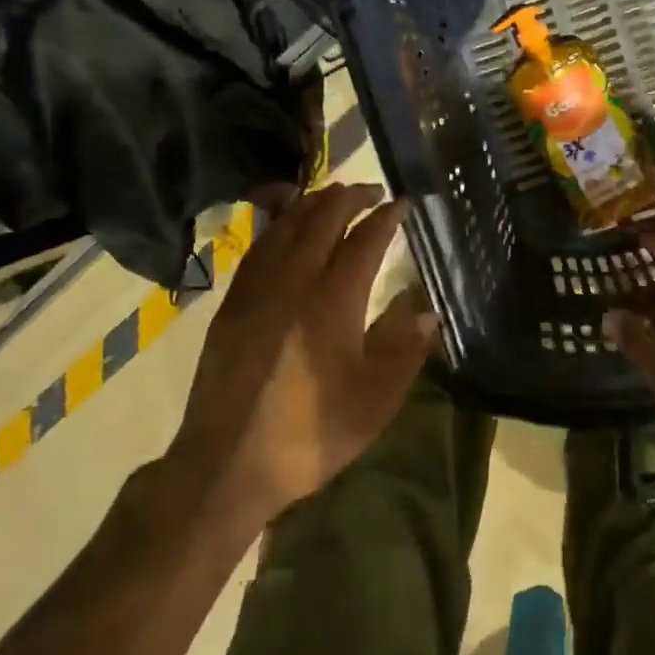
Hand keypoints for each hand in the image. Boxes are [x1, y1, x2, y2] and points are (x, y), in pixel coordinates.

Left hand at [169, 183, 438, 528]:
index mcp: (332, 302)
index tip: (402, 203)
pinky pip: (258, 247)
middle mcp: (292, 283)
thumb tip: (427, 310)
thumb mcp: (374, 400)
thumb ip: (403, 348)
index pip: (363, 241)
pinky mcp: (231, 305)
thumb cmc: (310, 433)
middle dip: (348, 198)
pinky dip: (278, 226)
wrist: (227, 464)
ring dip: (311, 204)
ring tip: (332, 197)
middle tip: (371, 190)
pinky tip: (286, 229)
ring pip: (284, 227)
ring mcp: (255, 290)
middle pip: (320, 221)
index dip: (385, 218)